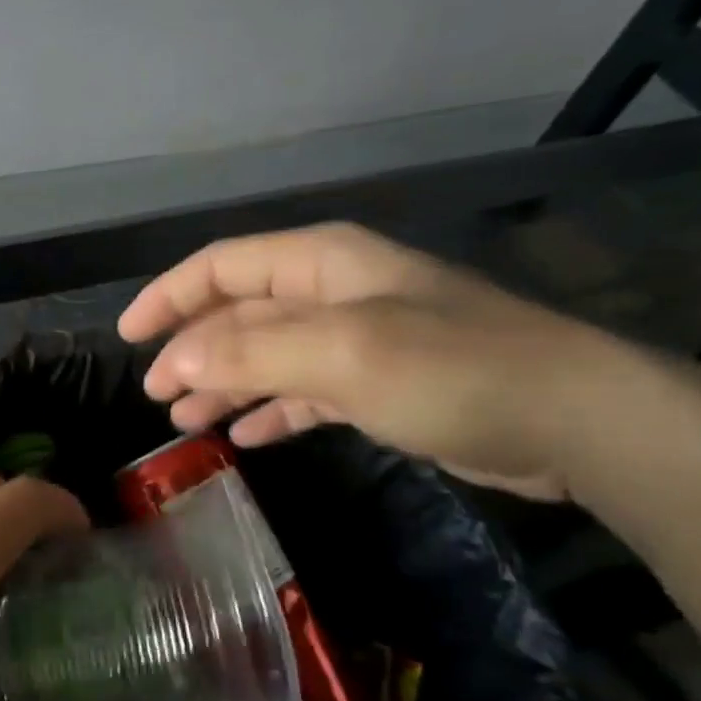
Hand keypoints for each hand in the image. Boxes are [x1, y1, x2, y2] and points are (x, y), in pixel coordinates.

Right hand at [117, 222, 638, 500]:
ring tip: (184, 419)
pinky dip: (270, 410)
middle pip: (240, 313)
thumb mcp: (341, 354)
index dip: (170, 296)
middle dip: (193, 349)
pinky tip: (244, 436)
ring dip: (224, 384)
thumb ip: (251, 353)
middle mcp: (333, 293)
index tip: (127, 336)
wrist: (572, 420)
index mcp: (320, 264)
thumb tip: (176, 362)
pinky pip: (303, 391)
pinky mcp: (379, 385)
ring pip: (268, 356)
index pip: (222, 266)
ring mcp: (357, 340)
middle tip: (155, 392)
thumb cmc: (451, 370)